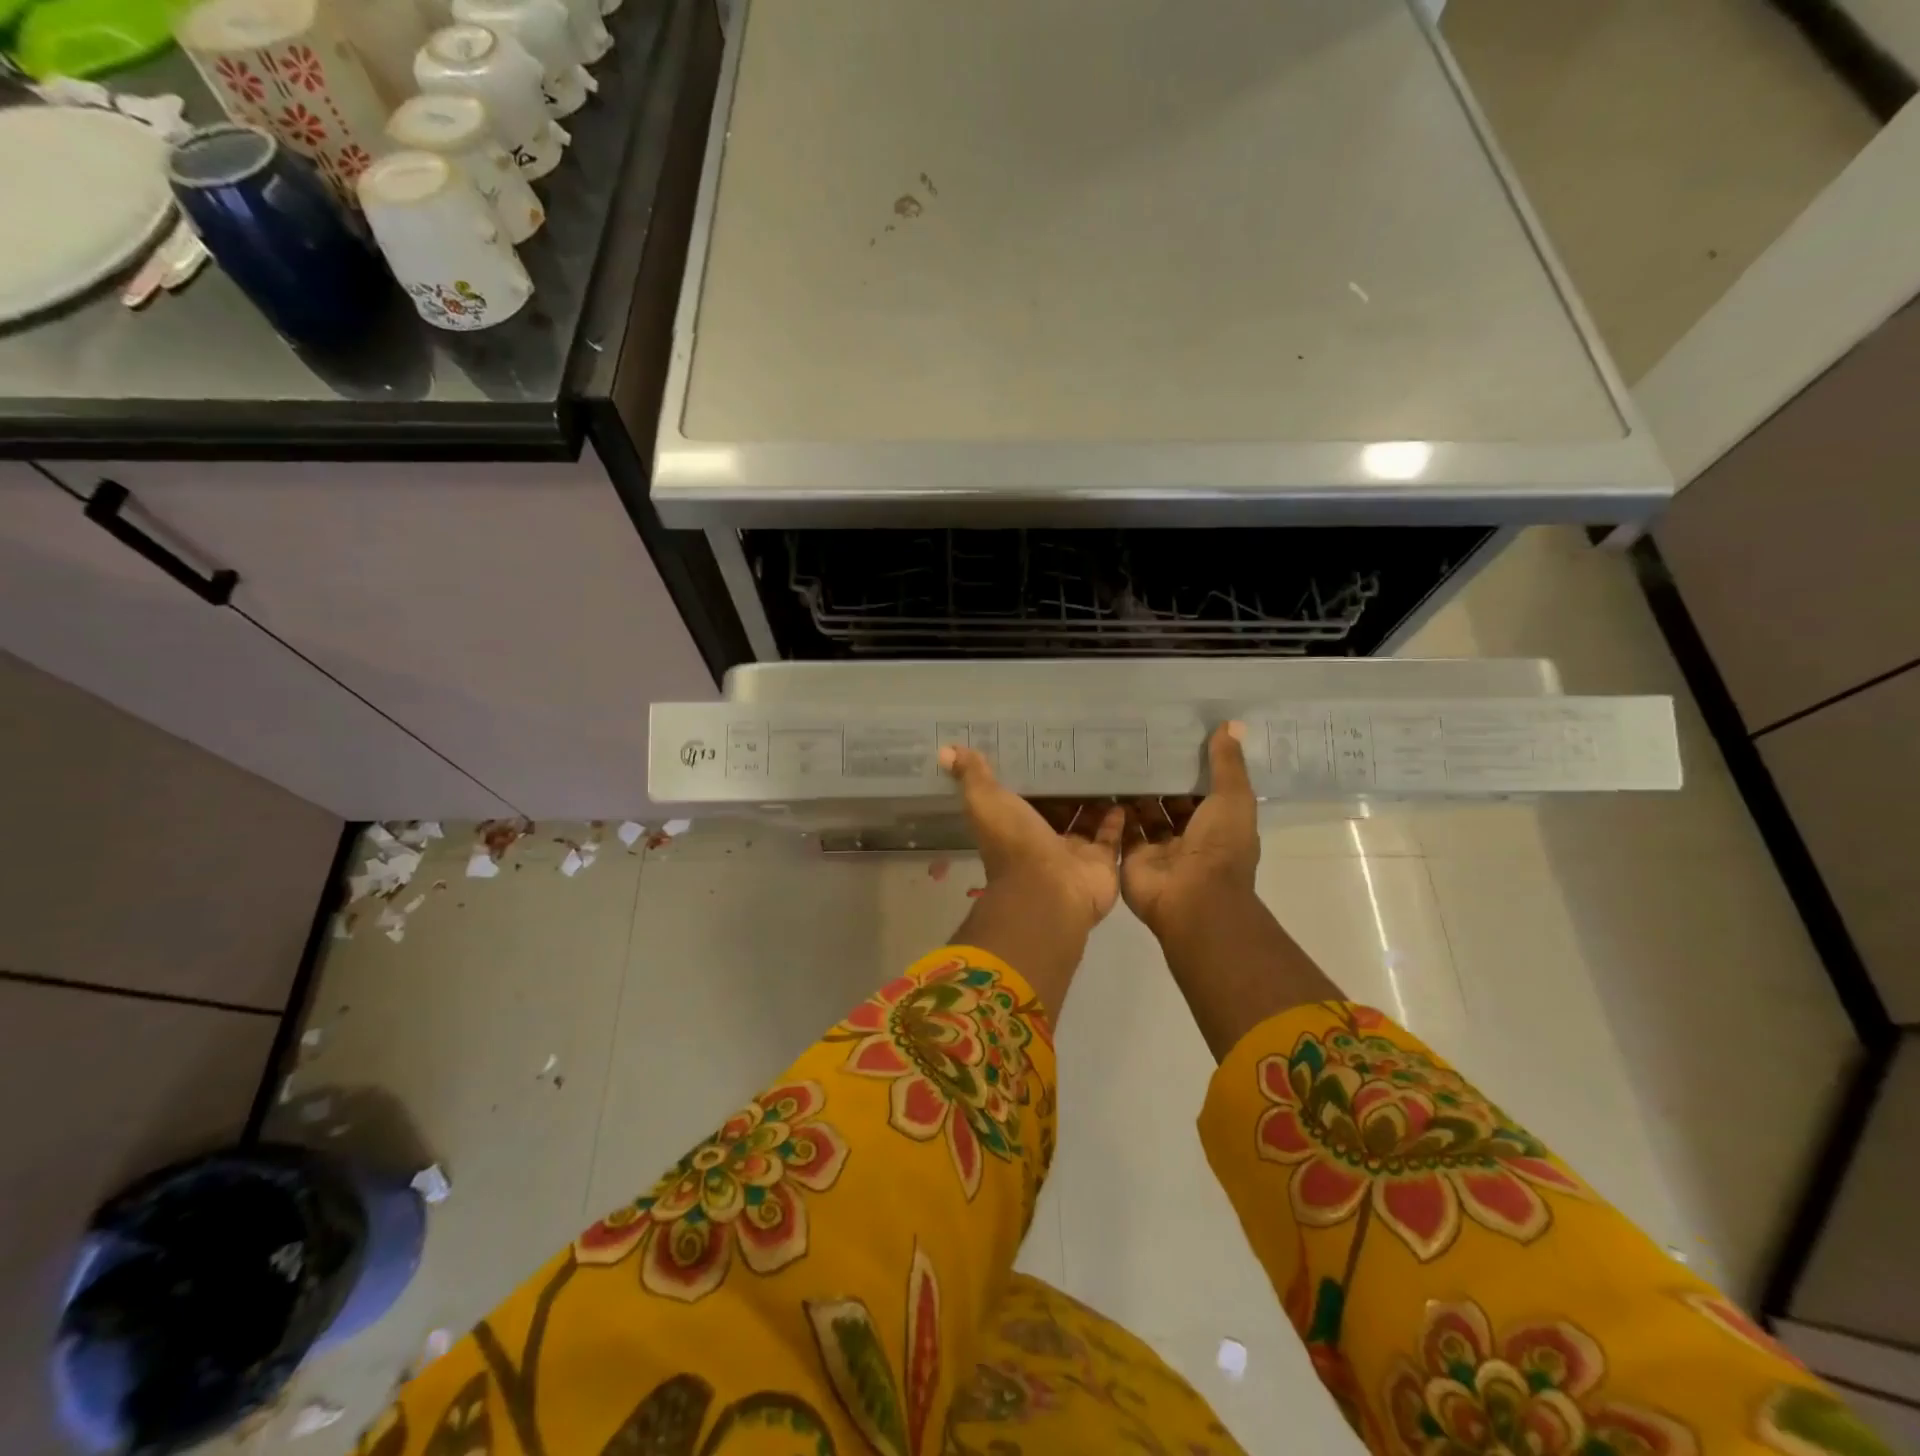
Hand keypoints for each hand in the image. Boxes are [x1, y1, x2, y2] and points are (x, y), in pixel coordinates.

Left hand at [942, 745, 1123, 934]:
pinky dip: (1116, 817)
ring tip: (1105, 767)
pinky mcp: (1102, 861)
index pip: (1023, 796)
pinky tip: (1123, 791)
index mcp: (1014, 826)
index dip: (1030, 775)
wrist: (1049, 890)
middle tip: (1080, 751)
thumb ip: (972, 776)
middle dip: (1065, 786)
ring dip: (1093, 799)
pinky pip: (1112, 836)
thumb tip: (946, 750)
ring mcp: (1074, 852)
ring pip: (1085, 820)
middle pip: (1056, 808)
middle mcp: (1043, 840)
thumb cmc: (1014, 844)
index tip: (1039, 745)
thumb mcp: (985, 802)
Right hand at [1120, 722, 1259, 937]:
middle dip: (1158, 776)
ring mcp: (1158, 849)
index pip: (1203, 790)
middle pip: (1170, 801)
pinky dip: (1113, 810)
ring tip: (1115, 756)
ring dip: (1134, 791)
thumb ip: (1227, 764)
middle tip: (1137, 741)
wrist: (1192, 897)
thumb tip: (1231, 724)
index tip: (1174, 735)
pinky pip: (1121, 829)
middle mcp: (1188, 836)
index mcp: (1218, 824)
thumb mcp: (1232, 798)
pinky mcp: (1131, 857)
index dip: (1192, 765)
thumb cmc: (1219, 846)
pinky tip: (1100, 782)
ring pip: (1144, 814)